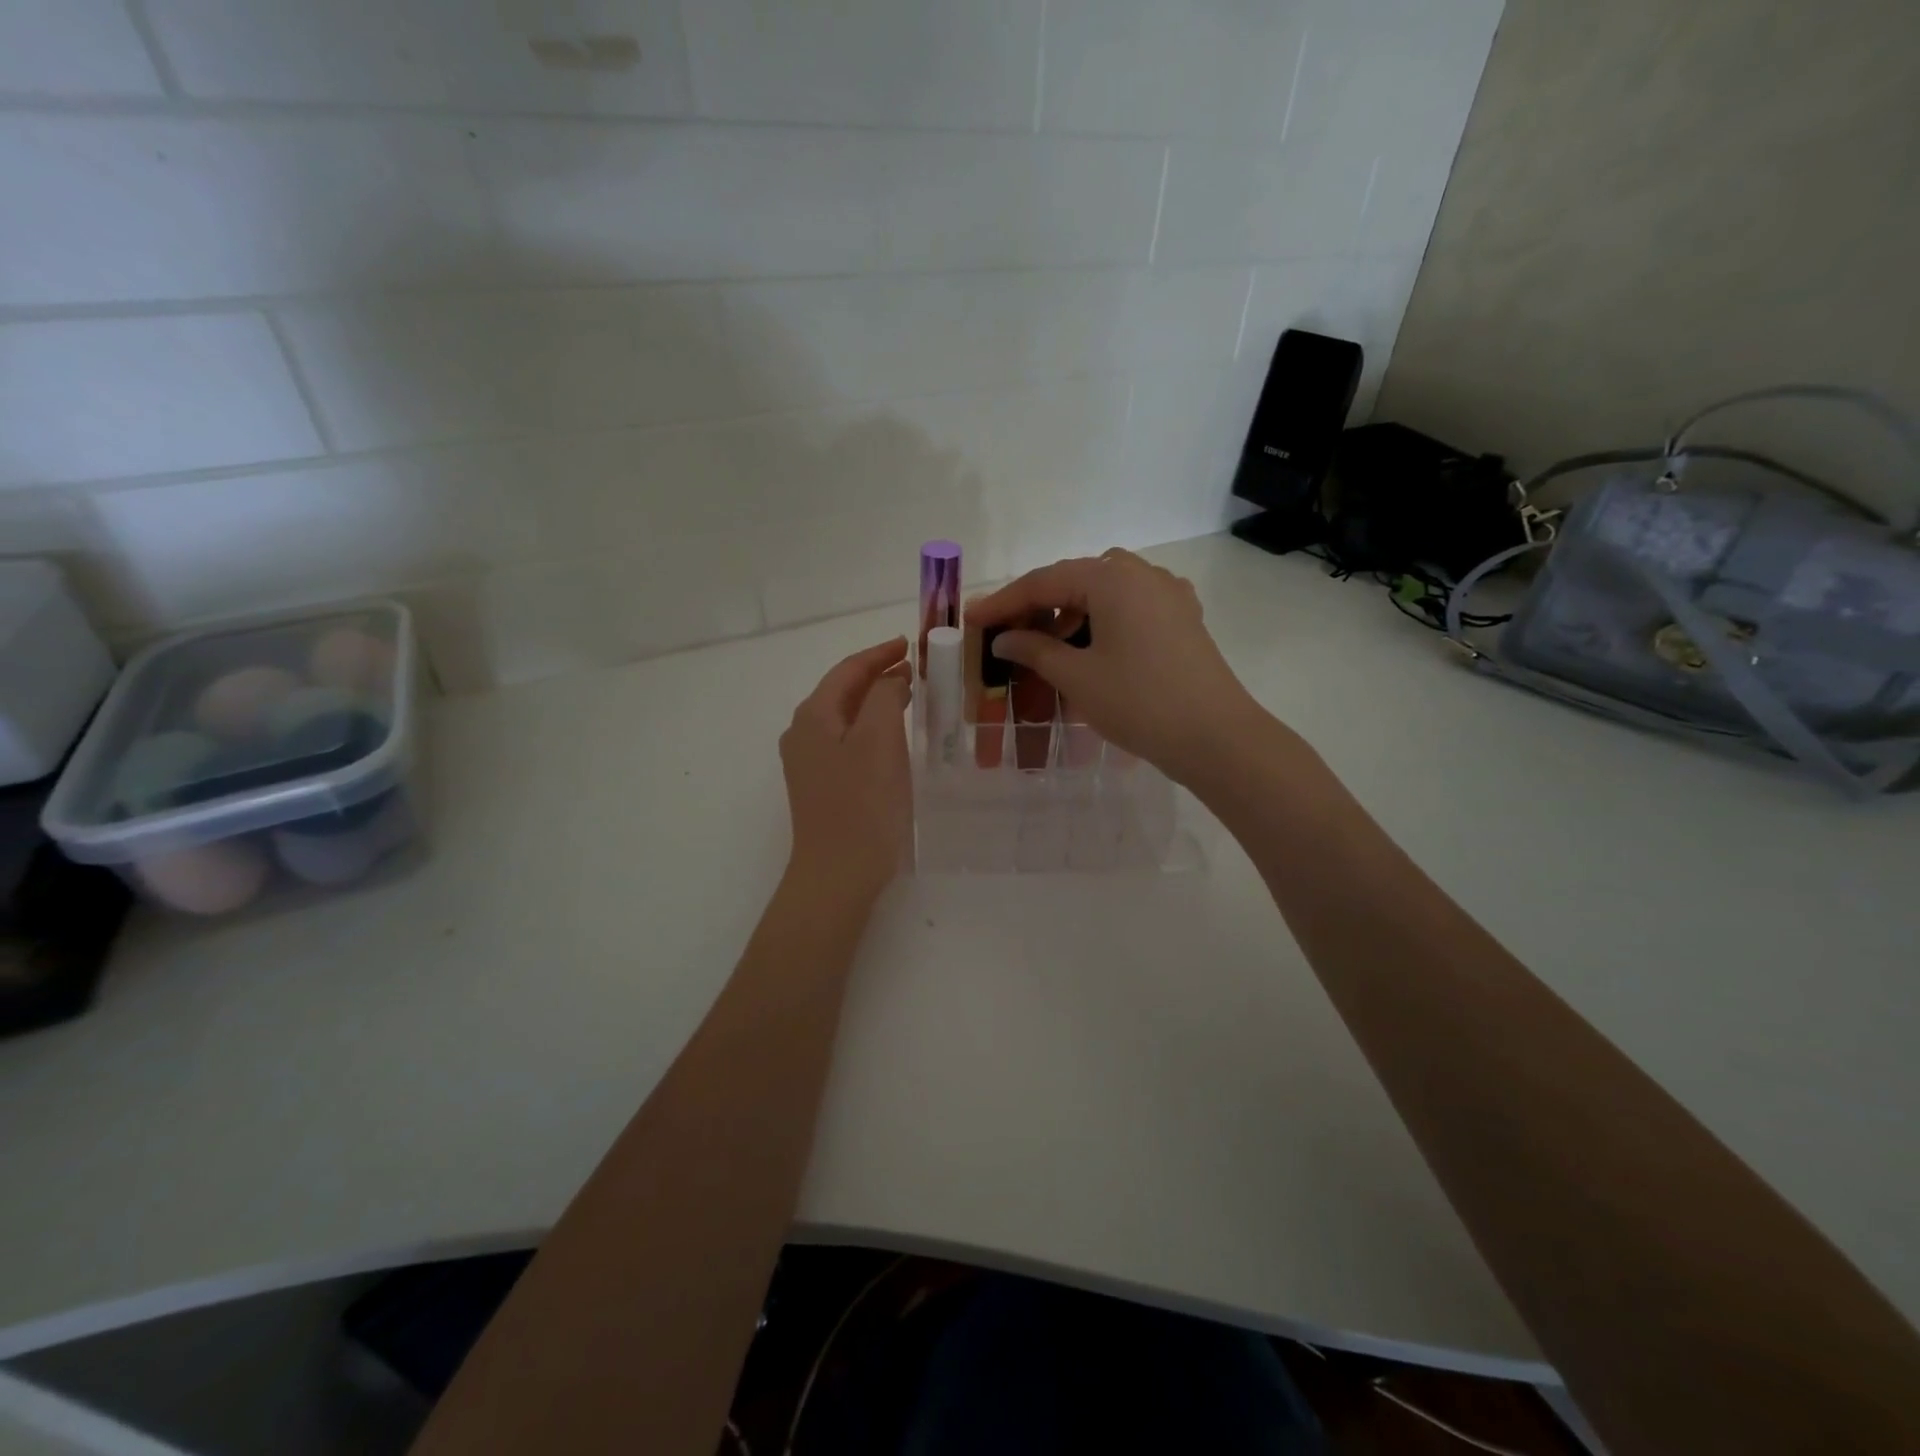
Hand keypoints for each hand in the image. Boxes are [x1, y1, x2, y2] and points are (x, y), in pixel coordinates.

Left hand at [780, 636, 912, 900]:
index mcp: (813, 715)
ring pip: (844, 716)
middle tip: (913, 669)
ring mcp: (807, 761)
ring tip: (905, 695)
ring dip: (873, 701)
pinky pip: (845, 741)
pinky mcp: (819, 785)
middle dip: (876, 675)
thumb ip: (884, 697)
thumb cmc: (862, 804)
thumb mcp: (879, 740)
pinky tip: (888, 736)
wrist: (837, 874)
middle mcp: (802, 732)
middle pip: (841, 690)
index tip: (909, 644)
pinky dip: (869, 727)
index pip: (848, 670)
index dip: (879, 653)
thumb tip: (890, 679)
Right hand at [968, 549, 1267, 784]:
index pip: (1044, 581)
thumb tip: (1004, 637)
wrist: (1215, 737)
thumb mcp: (1077, 676)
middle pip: (1075, 579)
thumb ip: (1034, 649)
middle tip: (1005, 632)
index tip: (972, 619)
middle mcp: (1142, 574)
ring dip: (1070, 612)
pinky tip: (1091, 646)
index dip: (1003, 601)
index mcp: (1113, 578)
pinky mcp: (1183, 618)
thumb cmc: (1139, 702)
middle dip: (1037, 604)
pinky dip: (1102, 620)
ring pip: (1105, 591)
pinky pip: (1130, 606)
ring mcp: (1168, 594)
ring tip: (1045, 646)